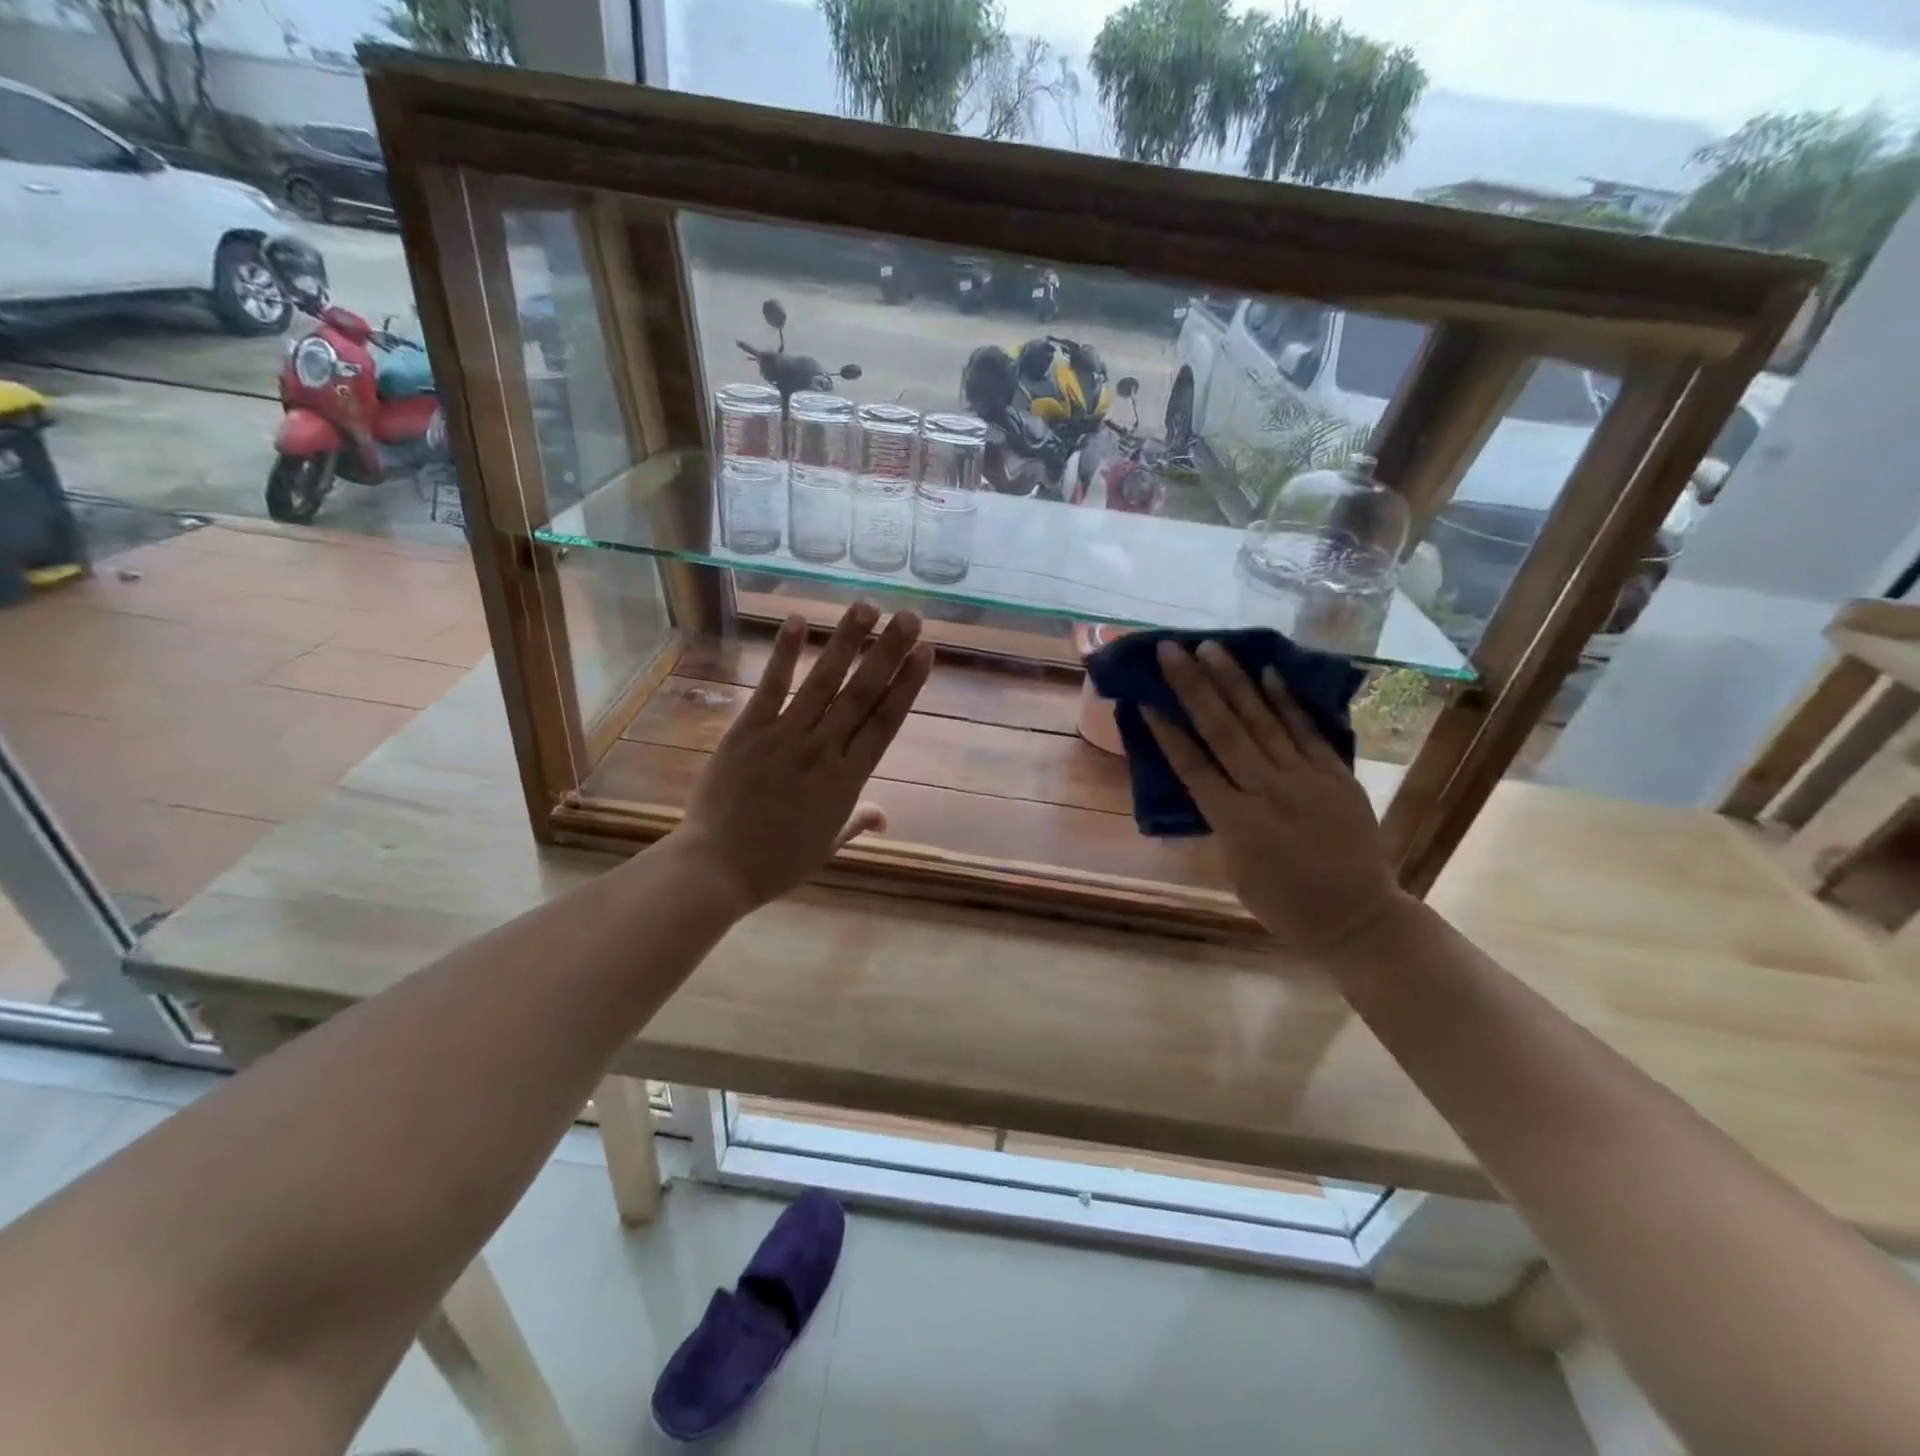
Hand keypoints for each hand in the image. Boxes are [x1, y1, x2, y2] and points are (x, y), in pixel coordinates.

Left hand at [675, 602, 932, 914]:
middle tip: (910, 617)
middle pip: (862, 694)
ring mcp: (784, 737)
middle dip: (888, 651)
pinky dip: (784, 654)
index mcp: (847, 781)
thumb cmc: (777, 863)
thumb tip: (884, 816)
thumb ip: (856, 822)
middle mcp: (823, 750)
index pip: (886, 722)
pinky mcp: (748, 731)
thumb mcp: (827, 847)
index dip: (908, 685)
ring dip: (847, 642)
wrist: (717, 868)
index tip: (926, 653)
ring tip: (868, 606)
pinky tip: (797, 620)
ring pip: (823, 682)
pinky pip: (770, 687)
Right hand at [1143, 640, 1404, 953]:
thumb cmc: (1284, 905)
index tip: (1146, 699)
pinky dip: (1287, 701)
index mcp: (1235, 823)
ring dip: (1234, 681)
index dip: (1167, 732)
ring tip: (1210, 648)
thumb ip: (1221, 821)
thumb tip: (1207, 781)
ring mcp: (1306, 780)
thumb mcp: (1235, 869)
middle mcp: (1267, 792)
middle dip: (1193, 688)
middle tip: (1171, 651)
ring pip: (1262, 721)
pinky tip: (1268, 672)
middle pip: (1223, 731)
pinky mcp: (1336, 775)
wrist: (1358, 919)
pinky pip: (1307, 731)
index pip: (1192, 767)